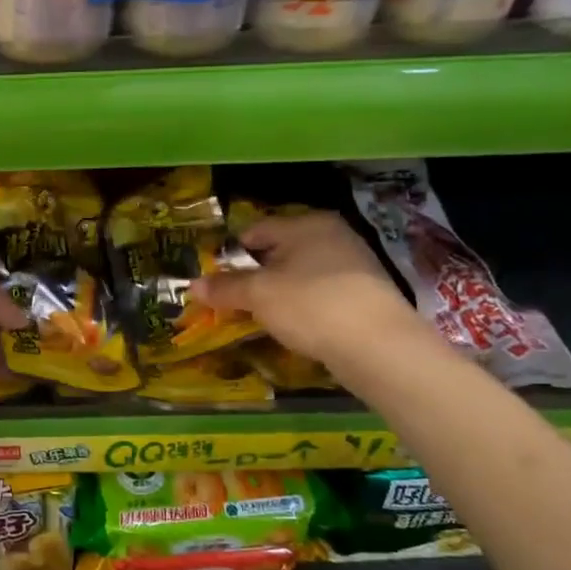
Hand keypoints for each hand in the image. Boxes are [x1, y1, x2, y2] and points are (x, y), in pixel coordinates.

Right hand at [195, 212, 427, 369]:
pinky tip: (292, 327)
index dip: (230, 254)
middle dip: (253, 276)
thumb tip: (192, 285)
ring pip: (299, 275)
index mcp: (306, 224)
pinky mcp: (364, 295)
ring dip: (277, 293)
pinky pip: (319, 295)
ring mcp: (353, 265)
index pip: (255, 230)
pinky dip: (301, 307)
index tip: (213, 279)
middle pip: (278, 252)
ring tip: (258, 317)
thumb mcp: (258, 295)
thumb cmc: (310, 304)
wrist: (378, 345)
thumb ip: (224, 288)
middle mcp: (332, 236)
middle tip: (232, 301)